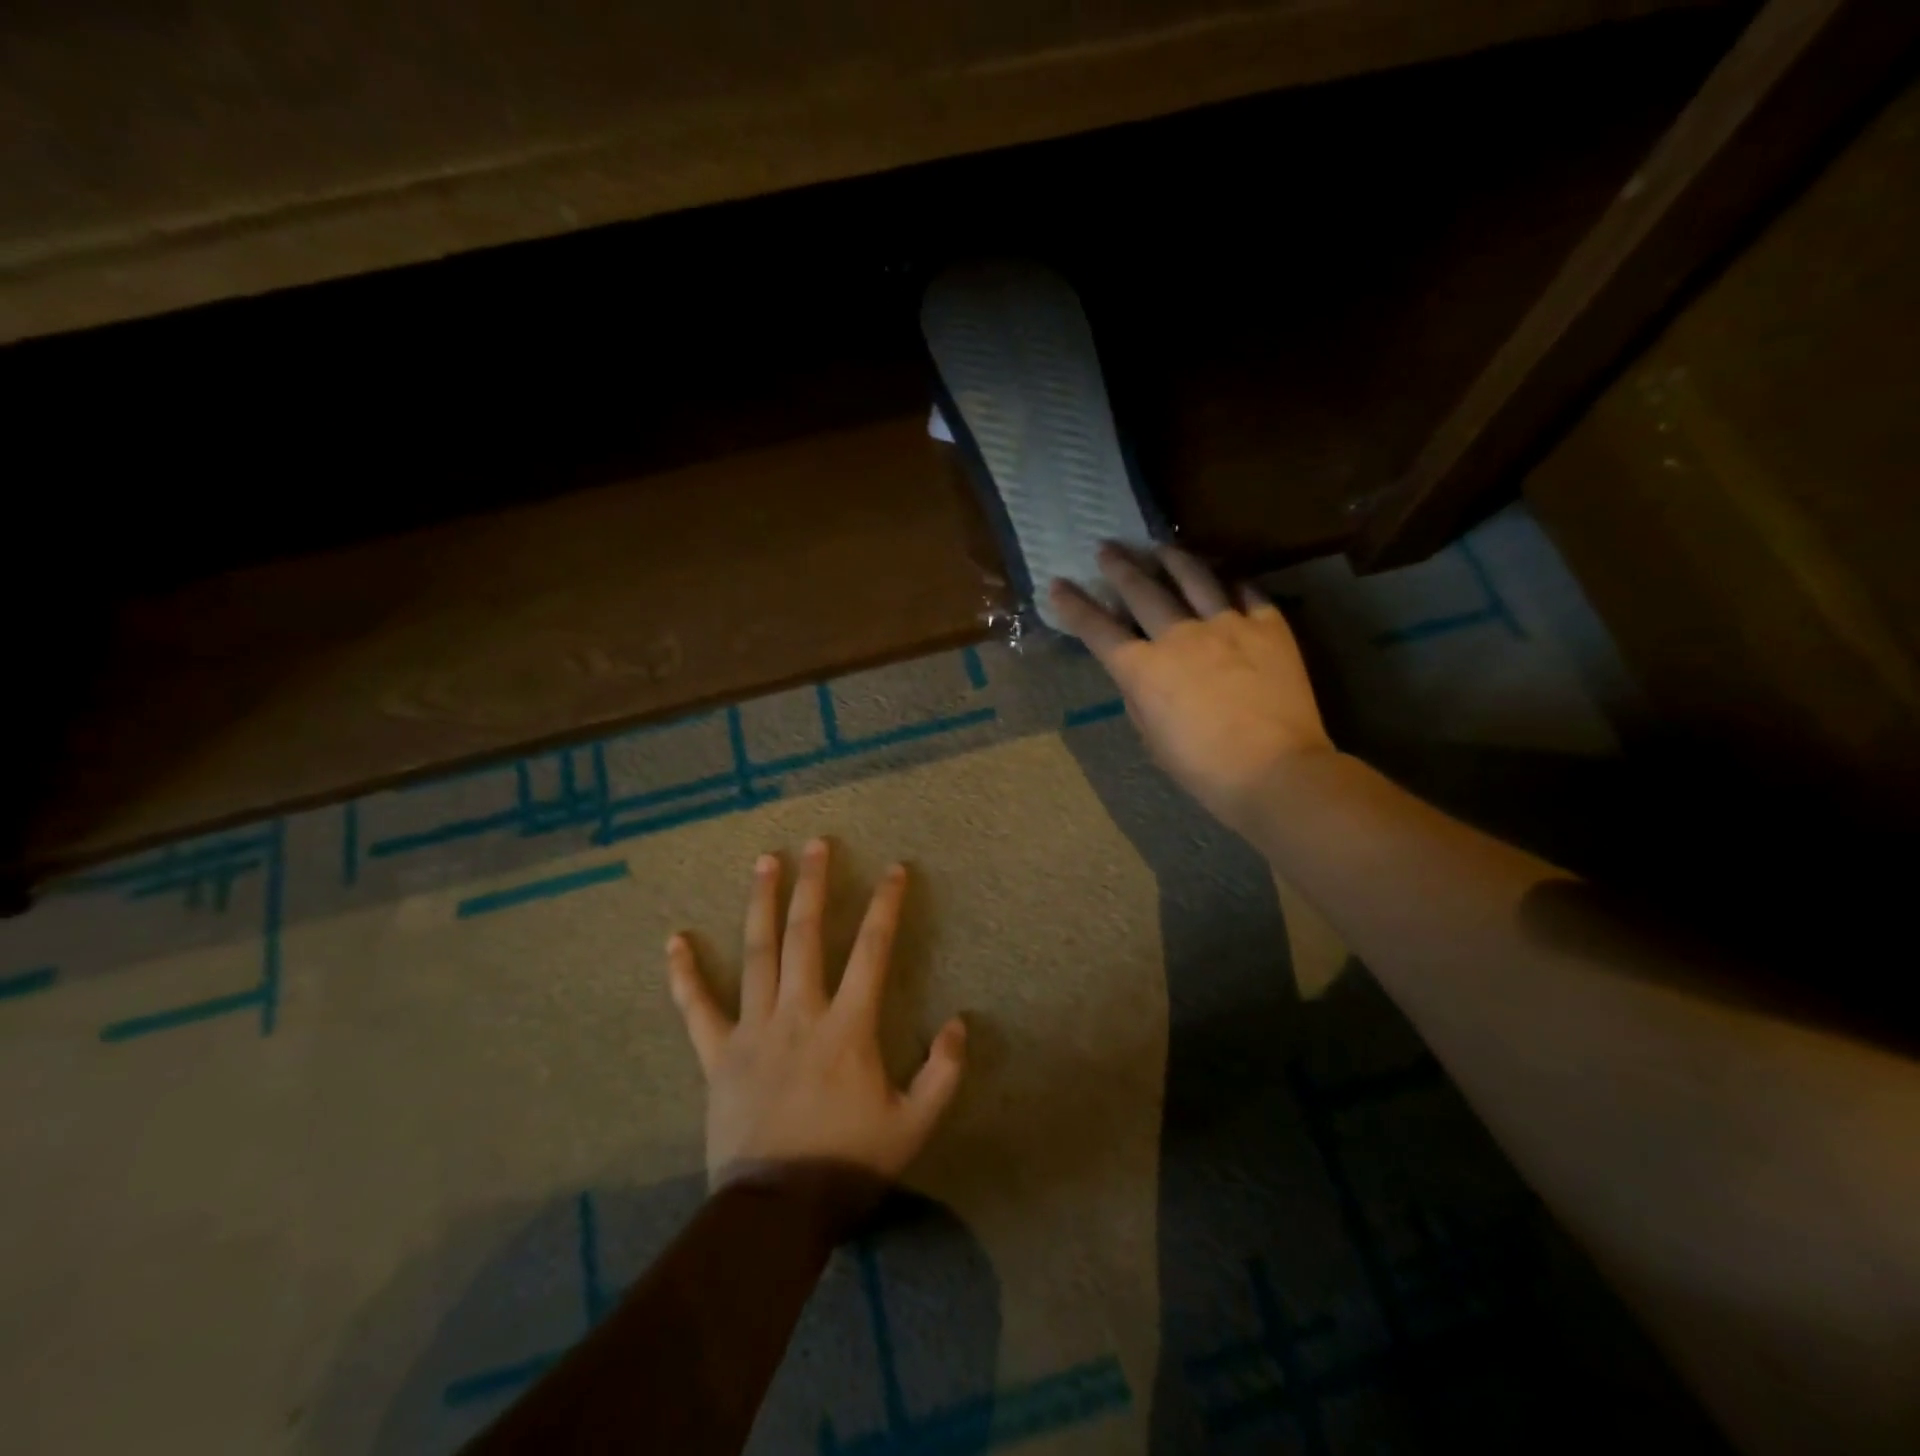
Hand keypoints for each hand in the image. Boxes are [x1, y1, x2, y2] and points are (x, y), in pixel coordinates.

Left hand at [666, 838, 967, 1188]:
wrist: (775, 1214)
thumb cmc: (849, 1166)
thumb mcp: (915, 1125)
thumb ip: (944, 1073)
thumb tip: (961, 1022)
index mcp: (848, 1027)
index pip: (872, 950)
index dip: (885, 906)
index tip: (894, 869)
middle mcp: (800, 1013)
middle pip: (806, 935)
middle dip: (814, 885)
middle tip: (816, 843)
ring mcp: (753, 1030)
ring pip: (757, 953)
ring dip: (761, 904)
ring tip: (765, 861)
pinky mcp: (717, 1055)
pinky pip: (697, 1008)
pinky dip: (685, 974)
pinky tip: (675, 940)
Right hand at [1049, 543, 1333, 836]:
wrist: (1275, 770)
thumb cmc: (1203, 768)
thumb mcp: (1152, 739)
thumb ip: (1140, 699)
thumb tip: (1140, 676)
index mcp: (1143, 669)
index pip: (1098, 629)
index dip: (1074, 606)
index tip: (1058, 584)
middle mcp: (1180, 636)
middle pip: (1142, 591)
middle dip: (1119, 567)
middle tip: (1107, 548)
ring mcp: (1227, 626)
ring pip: (1194, 578)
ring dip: (1172, 559)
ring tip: (1161, 547)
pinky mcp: (1269, 627)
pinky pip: (1247, 592)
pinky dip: (1231, 582)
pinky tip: (1225, 577)